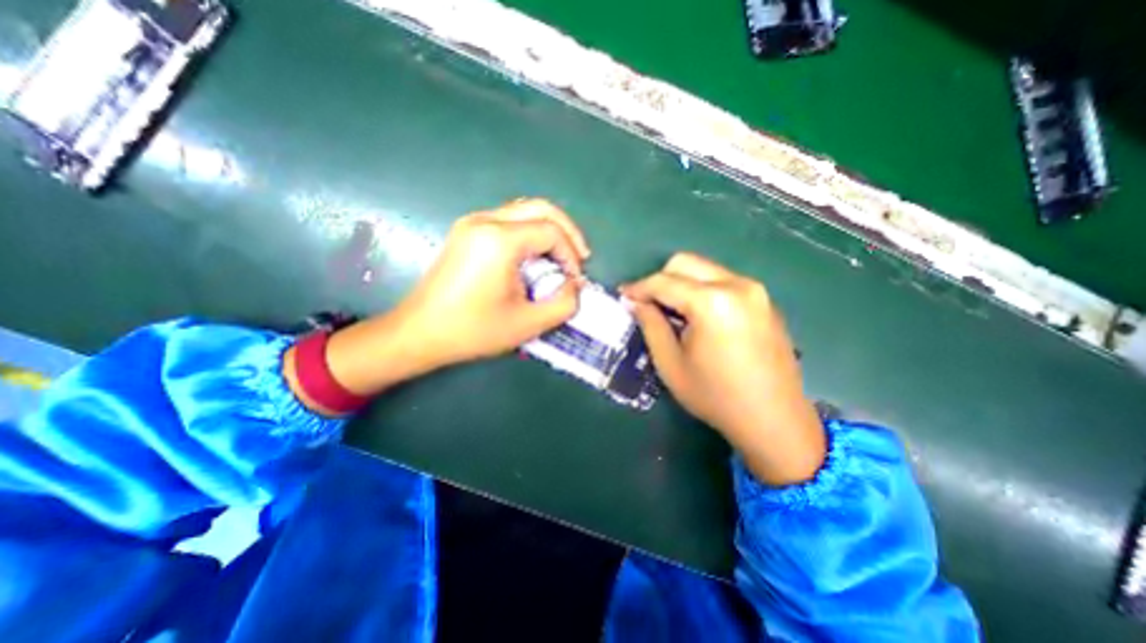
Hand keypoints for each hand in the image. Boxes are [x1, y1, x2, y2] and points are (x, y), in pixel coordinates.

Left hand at [295, 198, 590, 407]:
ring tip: (560, 257)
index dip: (571, 253)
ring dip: (548, 230)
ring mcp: (472, 223)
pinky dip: (530, 233)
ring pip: (524, 210)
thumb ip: (564, 304)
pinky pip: (508, 220)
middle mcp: (485, 220)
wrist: (420, 333)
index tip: (574, 280)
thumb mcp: (528, 324)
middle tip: (579, 257)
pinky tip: (535, 256)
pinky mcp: (466, 232)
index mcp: (499, 240)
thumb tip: (576, 285)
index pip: (551, 231)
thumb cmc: (473, 330)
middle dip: (567, 231)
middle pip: (540, 208)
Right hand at [626, 255, 823, 485]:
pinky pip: (723, 282)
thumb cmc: (715, 396)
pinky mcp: (764, 300)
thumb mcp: (671, 363)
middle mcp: (737, 285)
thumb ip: (650, 324)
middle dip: (660, 279)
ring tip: (673, 312)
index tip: (623, 296)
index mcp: (712, 302)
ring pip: (705, 269)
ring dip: (682, 284)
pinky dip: (703, 290)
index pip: (664, 281)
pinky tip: (699, 318)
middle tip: (648, 304)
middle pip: (686, 263)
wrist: (774, 419)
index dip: (638, 287)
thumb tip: (636, 302)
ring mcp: (755, 291)